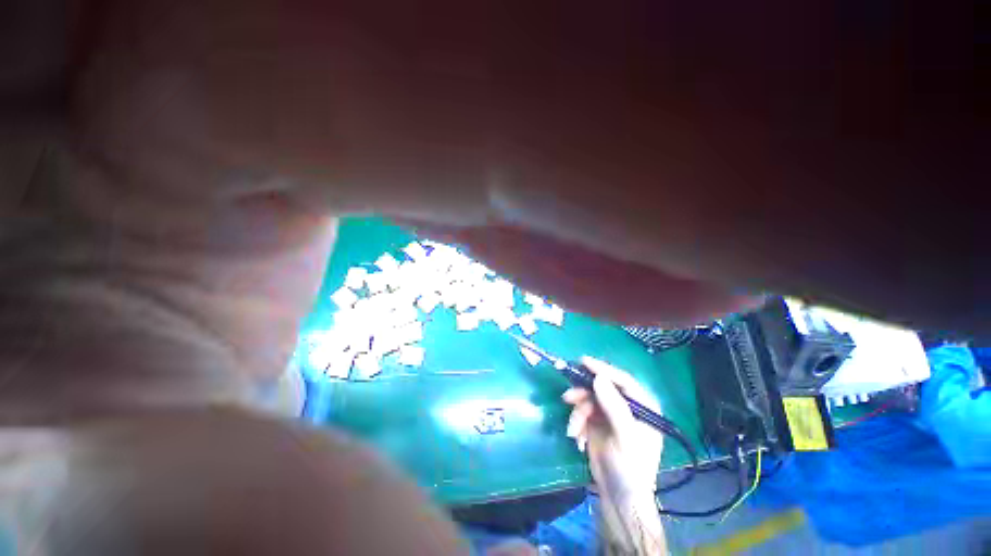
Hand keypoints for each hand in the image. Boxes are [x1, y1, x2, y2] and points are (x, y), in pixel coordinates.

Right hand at [562, 357, 662, 505]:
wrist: (618, 497)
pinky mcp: (597, 422)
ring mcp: (610, 413)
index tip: (583, 361)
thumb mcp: (625, 437)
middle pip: (601, 387)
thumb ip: (614, 406)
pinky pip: (582, 411)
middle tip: (568, 397)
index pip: (622, 380)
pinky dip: (576, 422)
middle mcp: (626, 406)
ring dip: (578, 412)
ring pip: (588, 399)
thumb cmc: (630, 468)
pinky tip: (576, 437)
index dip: (603, 369)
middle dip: (583, 393)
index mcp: (642, 406)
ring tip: (572, 429)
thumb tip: (599, 377)